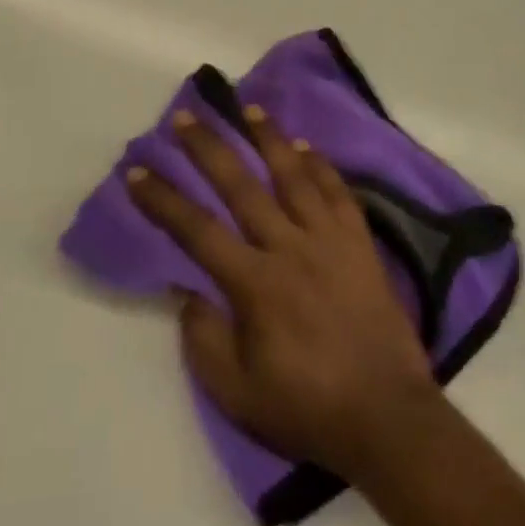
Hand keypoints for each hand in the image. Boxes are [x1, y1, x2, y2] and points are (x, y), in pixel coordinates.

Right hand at [126, 106, 441, 478]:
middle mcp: (289, 247)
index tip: (137, 173)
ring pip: (293, 175)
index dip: (163, 199)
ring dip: (268, 138)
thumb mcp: (237, 393)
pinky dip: (320, 165)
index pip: (196, 230)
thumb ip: (203, 338)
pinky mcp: (360, 243)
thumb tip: (185, 290)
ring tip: (247, 107)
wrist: (388, 417)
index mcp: (255, 284)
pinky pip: (337, 192)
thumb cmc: (306, 408)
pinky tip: (306, 146)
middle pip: (241, 186)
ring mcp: (329, 240)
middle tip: (185, 116)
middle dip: (208, 148)